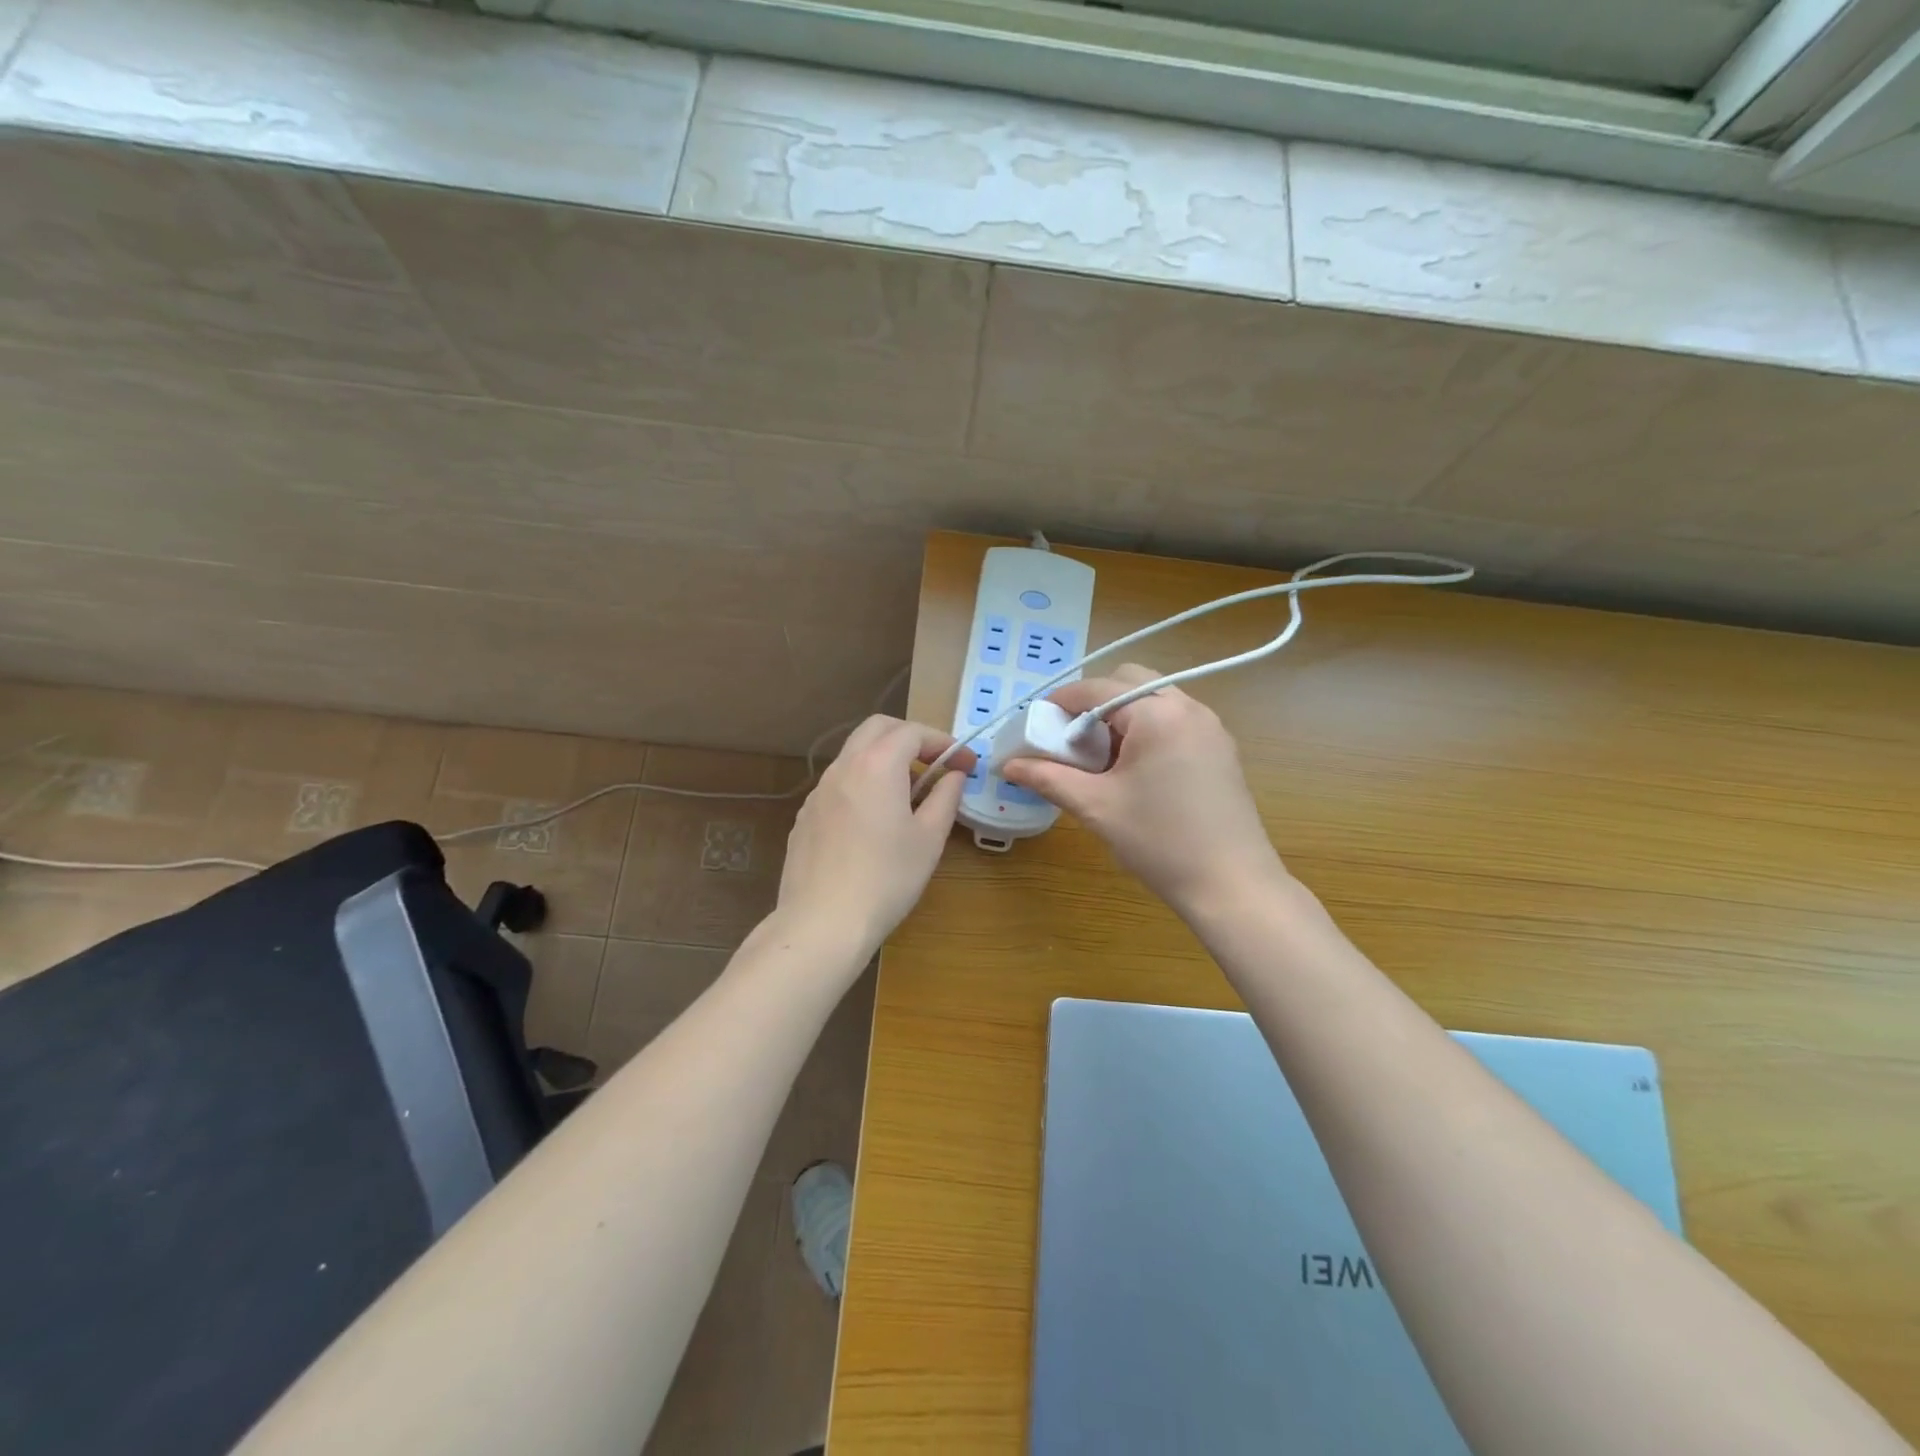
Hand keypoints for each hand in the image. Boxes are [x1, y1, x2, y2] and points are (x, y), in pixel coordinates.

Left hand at [777, 716, 971, 957]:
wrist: (822, 922)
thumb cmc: (887, 879)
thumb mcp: (929, 839)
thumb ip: (945, 798)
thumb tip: (954, 776)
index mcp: (877, 765)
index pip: (913, 732)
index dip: (944, 742)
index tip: (966, 765)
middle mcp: (843, 767)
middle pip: (877, 729)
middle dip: (910, 737)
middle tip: (935, 763)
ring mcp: (818, 791)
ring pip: (854, 755)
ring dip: (884, 759)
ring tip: (908, 793)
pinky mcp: (805, 816)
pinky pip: (839, 784)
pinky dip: (862, 783)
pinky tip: (874, 820)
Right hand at [1001, 664, 1285, 915]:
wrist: (1232, 885)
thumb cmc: (1160, 842)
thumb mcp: (1096, 807)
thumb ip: (1049, 778)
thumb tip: (1008, 764)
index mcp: (1158, 714)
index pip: (1098, 689)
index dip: (1061, 701)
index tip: (1036, 722)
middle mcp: (1189, 707)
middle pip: (1130, 682)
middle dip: (1095, 702)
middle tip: (1073, 739)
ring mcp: (1211, 727)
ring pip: (1155, 699)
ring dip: (1122, 715)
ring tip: (1102, 758)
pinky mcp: (1221, 748)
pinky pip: (1175, 720)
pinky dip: (1147, 729)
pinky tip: (1135, 769)